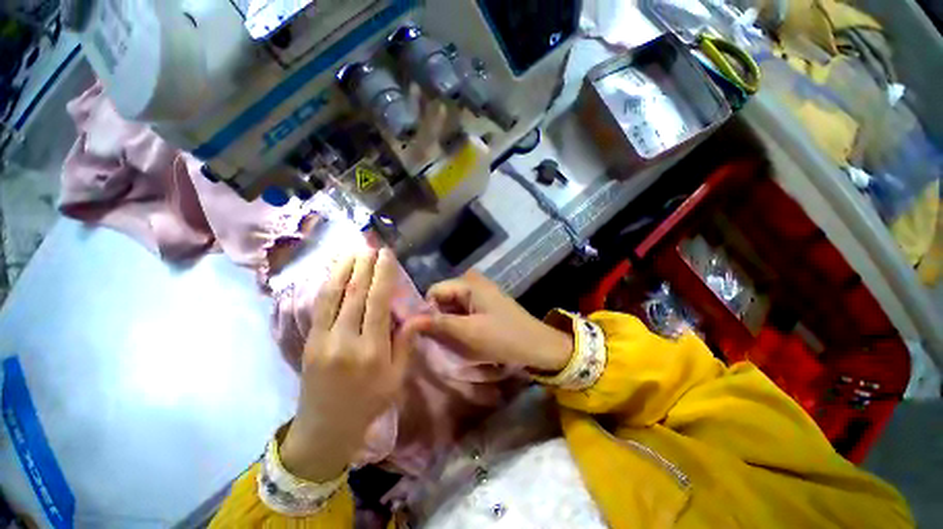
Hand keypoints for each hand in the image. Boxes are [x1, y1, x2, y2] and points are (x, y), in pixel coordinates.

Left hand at [281, 249, 422, 481]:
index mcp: (372, 351)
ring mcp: (323, 340)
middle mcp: (345, 340)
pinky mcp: (309, 341)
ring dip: (344, 270)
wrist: (325, 428)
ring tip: (352, 250)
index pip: (377, 303)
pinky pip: (320, 307)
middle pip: (355, 294)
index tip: (387, 255)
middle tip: (370, 244)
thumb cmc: (369, 402)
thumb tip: (416, 314)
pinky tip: (335, 272)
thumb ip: (405, 342)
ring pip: (333, 296)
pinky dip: (328, 285)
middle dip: (364, 266)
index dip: (383, 275)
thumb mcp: (397, 377)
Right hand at [422, 271, 572, 372]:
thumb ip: (437, 323)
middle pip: (443, 298)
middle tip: (442, 340)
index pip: (434, 291)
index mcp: (469, 283)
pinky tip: (465, 337)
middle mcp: (473, 282)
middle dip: (439, 318)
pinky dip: (460, 323)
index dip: (426, 311)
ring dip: (449, 323)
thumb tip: (407, 321)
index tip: (427, 333)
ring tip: (454, 341)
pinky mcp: (485, 304)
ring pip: (452, 306)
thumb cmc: (503, 338)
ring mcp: (481, 293)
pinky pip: (463, 310)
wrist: (538, 346)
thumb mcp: (468, 332)